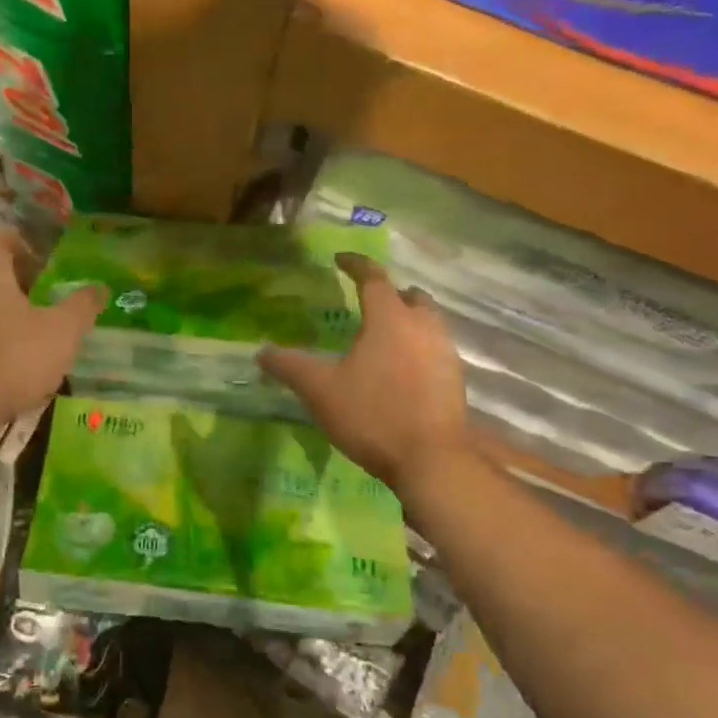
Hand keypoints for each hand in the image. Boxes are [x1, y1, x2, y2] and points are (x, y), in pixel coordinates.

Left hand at [0, 231, 103, 421]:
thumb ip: (81, 306)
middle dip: (11, 280)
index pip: (1, 240)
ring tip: (22, 331)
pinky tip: (1, 357)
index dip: (23, 246)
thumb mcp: (62, 331)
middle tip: (39, 298)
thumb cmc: (15, 357)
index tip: (43, 263)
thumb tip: (99, 287)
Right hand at [260, 253, 469, 492]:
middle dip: (391, 292)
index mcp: (389, 318)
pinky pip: (436, 348)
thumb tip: (262, 352)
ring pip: (428, 321)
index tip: (341, 258)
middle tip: (370, 301)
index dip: (356, 264)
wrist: (431, 459)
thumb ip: (290, 367)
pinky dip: (419, 346)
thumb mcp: (320, 390)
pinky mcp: (455, 379)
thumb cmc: (372, 414)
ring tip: (385, 335)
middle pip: (410, 296)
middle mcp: (423, 326)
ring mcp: (445, 352)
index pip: (373, 278)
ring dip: (409, 319)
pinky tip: (403, 370)